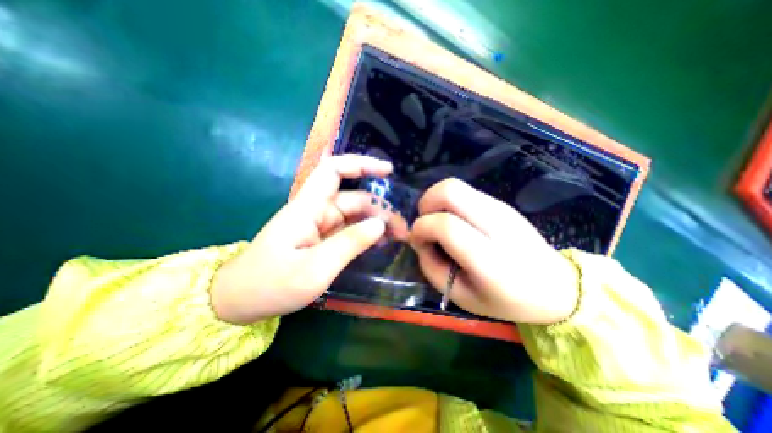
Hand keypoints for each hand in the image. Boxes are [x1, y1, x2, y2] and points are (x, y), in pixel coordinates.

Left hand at [210, 153, 404, 322]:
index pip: (335, 171)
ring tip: (397, 238)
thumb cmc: (272, 285)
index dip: (362, 165)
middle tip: (403, 231)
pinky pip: (349, 230)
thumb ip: (350, 243)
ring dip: (377, 223)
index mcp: (309, 208)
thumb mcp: (316, 268)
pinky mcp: (322, 238)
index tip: (388, 171)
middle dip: (381, 209)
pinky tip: (380, 243)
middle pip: (355, 199)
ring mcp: (320, 225)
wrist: (241, 301)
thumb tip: (380, 224)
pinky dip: (366, 234)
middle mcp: (316, 211)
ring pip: (355, 215)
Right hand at [410, 178, 577, 322]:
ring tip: (438, 222)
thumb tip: (418, 240)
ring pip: (456, 185)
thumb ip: (431, 267)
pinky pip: (465, 192)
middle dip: (426, 202)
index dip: (422, 228)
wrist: (555, 287)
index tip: (418, 239)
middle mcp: (497, 225)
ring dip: (436, 200)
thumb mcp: (461, 296)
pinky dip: (450, 202)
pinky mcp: (501, 203)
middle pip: (450, 190)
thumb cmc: (506, 300)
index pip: (446, 226)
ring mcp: (501, 208)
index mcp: (490, 259)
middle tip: (425, 221)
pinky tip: (455, 221)